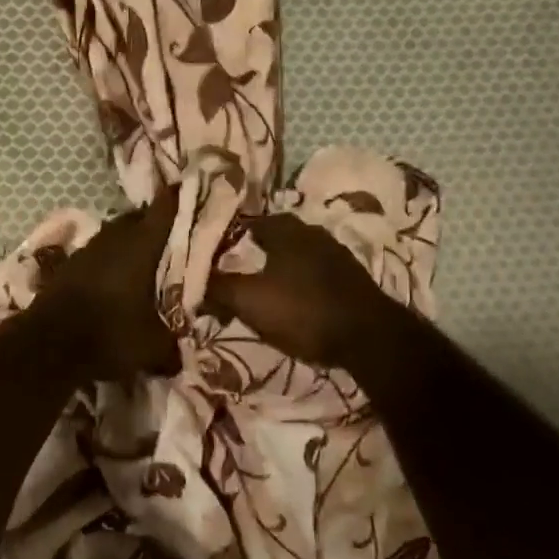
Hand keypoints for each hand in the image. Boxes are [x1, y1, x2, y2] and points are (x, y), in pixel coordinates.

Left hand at [33, 191, 180, 379]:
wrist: (49, 345)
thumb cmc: (110, 335)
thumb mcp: (152, 347)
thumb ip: (171, 345)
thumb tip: (181, 355)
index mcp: (142, 246)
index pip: (163, 211)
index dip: (175, 198)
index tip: (185, 187)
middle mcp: (115, 238)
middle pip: (137, 218)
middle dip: (152, 222)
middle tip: (170, 233)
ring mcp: (88, 248)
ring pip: (115, 233)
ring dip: (128, 240)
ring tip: (142, 255)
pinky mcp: (68, 264)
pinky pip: (96, 252)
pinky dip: (108, 258)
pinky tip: (112, 275)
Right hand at [206, 212, 393, 367]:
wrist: (369, 337)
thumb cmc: (303, 310)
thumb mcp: (250, 301)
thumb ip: (218, 288)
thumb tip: (189, 280)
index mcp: (285, 229)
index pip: (247, 221)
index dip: (228, 236)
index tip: (212, 253)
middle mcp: (311, 231)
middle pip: (275, 235)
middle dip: (254, 250)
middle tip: (235, 269)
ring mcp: (336, 253)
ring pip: (297, 252)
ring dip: (279, 265)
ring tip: (262, 286)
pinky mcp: (352, 277)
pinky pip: (315, 271)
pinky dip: (300, 280)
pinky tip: (294, 298)